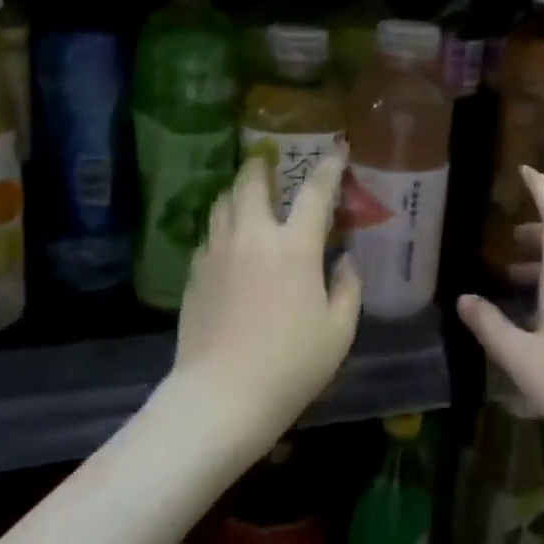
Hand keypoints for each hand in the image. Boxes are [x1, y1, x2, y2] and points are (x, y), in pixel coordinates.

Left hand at [173, 152, 361, 447]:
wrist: (222, 395)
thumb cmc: (291, 365)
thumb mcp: (338, 332)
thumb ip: (348, 289)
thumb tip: (347, 261)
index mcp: (295, 247)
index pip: (315, 193)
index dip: (329, 167)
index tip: (337, 148)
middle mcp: (253, 236)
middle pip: (251, 183)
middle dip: (261, 166)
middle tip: (267, 163)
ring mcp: (218, 251)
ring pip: (222, 204)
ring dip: (237, 193)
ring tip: (246, 197)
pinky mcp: (195, 272)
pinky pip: (209, 235)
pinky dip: (221, 227)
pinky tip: (228, 244)